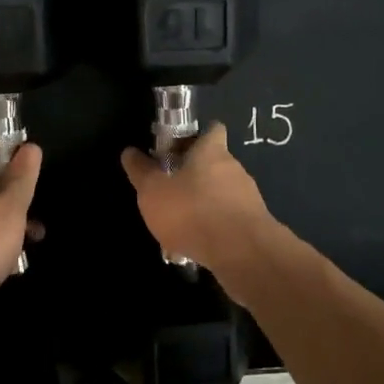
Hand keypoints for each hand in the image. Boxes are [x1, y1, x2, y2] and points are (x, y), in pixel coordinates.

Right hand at [120, 124, 279, 293]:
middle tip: (170, 190)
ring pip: (221, 194)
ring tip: (180, 225)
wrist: (242, 254)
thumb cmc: (193, 211)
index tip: (179, 147)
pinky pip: (229, 220)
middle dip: (194, 175)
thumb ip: (141, 171)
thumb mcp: (153, 191)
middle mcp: (234, 168)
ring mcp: (248, 198)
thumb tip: (129, 152)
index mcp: (211, 151)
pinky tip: (196, 245)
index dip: (197, 136)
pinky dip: (214, 228)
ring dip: (203, 204)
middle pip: (214, 163)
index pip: (212, 129)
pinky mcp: (254, 225)